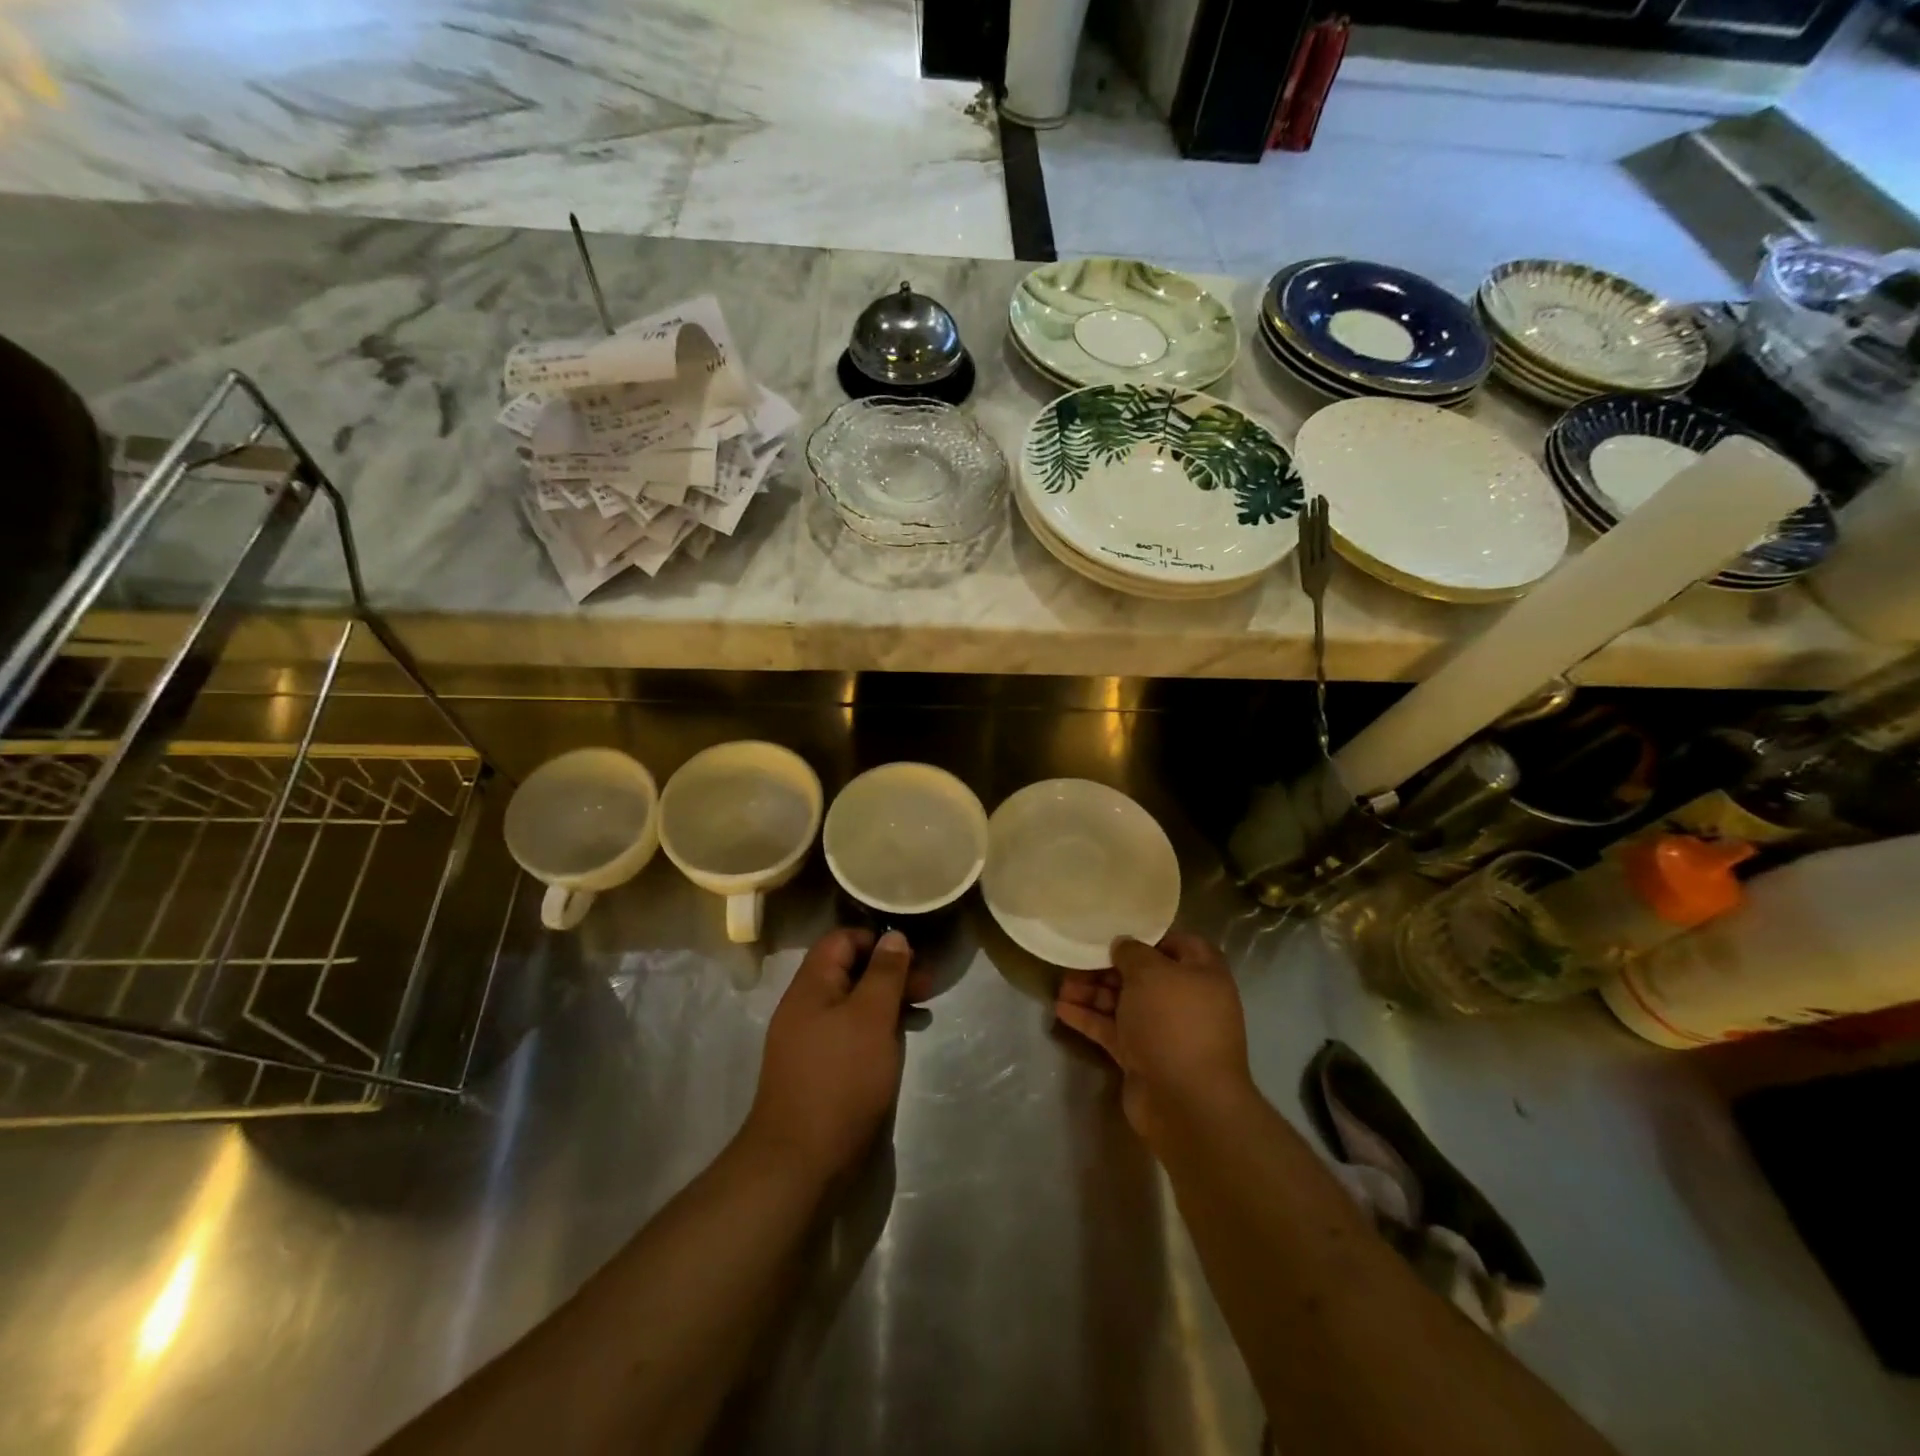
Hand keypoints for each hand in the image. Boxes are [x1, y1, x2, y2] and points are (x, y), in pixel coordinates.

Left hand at [740, 928, 924, 1189]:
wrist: (801, 1163)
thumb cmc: (841, 1079)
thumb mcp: (871, 1018)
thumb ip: (884, 973)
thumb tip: (895, 937)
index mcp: (811, 985)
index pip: (842, 939)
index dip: (877, 940)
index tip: (913, 955)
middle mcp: (806, 1007)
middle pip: (849, 970)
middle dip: (889, 972)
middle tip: (928, 985)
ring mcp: (810, 1040)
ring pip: (853, 1003)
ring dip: (887, 1001)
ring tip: (923, 1011)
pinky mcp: (820, 1070)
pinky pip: (851, 1033)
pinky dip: (878, 1029)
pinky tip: (901, 1041)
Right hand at [1053, 932, 1254, 1145]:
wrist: (1185, 1102)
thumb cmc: (1174, 1022)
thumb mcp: (1151, 973)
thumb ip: (1132, 952)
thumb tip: (1122, 945)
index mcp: (1202, 975)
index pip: (1179, 945)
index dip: (1149, 937)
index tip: (1116, 933)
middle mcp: (1185, 1001)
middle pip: (1143, 976)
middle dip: (1109, 967)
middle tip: (1076, 960)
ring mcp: (1163, 1032)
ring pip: (1124, 1003)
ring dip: (1093, 993)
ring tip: (1060, 985)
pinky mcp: (1142, 1058)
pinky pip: (1113, 1030)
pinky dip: (1089, 1019)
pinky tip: (1061, 1009)